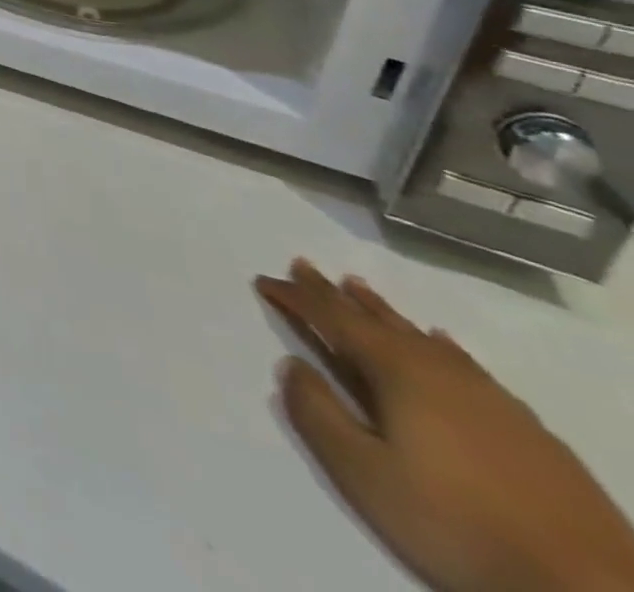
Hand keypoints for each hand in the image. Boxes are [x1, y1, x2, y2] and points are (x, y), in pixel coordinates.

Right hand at [256, 260, 633, 591]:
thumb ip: (316, 411)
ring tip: (358, 289)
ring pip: (420, 336)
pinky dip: (436, 343)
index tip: (263, 280)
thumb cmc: (457, 524)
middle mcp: (439, 369)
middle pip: (375, 319)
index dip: (294, 296)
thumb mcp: (363, 472)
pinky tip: (440, 343)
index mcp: (396, 371)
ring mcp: (490, 397)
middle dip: (333, 292)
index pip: (331, 318)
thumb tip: (293, 364)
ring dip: (382, 311)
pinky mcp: (525, 427)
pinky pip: (463, 363)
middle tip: (303, 265)